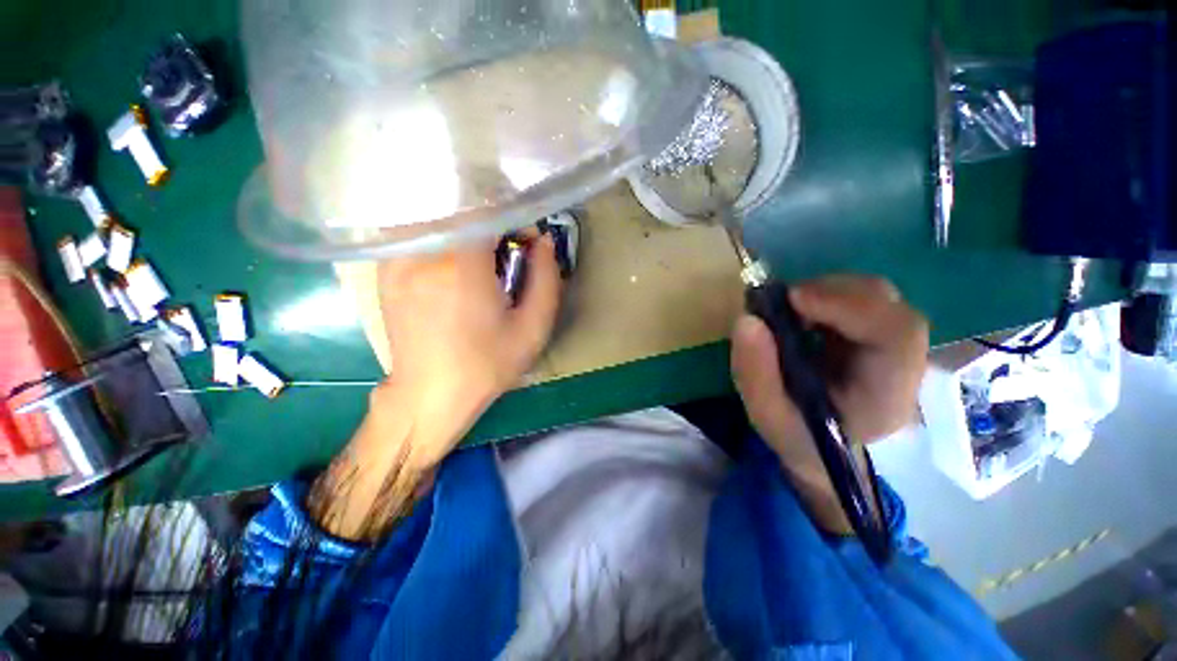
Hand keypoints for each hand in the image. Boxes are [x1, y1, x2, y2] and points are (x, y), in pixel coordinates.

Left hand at [375, 233, 561, 466]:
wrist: (430, 395)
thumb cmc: (487, 365)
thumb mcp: (533, 328)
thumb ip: (546, 279)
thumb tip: (544, 243)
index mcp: (461, 264)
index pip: (488, 210)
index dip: (513, 222)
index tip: (525, 246)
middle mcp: (423, 252)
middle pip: (462, 213)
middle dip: (492, 228)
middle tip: (505, 259)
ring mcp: (397, 259)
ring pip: (439, 221)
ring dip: (466, 234)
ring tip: (479, 267)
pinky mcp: (386, 271)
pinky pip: (418, 237)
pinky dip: (441, 242)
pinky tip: (452, 272)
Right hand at [730, 275, 927, 532]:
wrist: (823, 449)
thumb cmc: (798, 436)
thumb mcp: (766, 415)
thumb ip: (754, 373)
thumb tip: (748, 320)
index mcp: (885, 397)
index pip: (896, 335)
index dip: (849, 306)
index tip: (793, 300)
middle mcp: (903, 366)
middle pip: (890, 306)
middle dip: (831, 293)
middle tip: (782, 302)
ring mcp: (893, 346)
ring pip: (876, 296)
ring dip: (826, 292)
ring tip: (787, 310)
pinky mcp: (877, 333)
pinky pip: (860, 298)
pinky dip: (825, 296)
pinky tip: (800, 312)